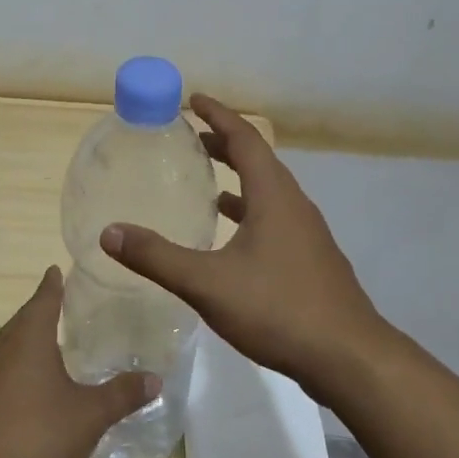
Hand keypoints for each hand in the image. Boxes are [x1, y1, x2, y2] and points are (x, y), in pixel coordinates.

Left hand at [0, 267, 158, 457]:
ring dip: (28, 337)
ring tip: (49, 338)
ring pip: (11, 344)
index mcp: (29, 339)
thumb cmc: (38, 436)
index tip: (57, 270)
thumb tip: (155, 378)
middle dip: (41, 309)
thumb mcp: (90, 415)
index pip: (43, 299)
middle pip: (23, 319)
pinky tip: (32, 381)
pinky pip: (3, 368)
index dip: (52, 285)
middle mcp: (4, 349)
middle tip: (61, 301)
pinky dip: (19, 363)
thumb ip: (122, 394)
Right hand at [100, 94, 389, 398]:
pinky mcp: (309, 258)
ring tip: (206, 180)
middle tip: (190, 137)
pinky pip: (274, 216)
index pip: (245, 138)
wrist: (349, 358)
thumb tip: (109, 233)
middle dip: (224, 143)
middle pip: (258, 159)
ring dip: (237, 176)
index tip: (194, 100)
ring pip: (268, 190)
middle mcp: (293, 204)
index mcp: (274, 195)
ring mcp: (306, 232)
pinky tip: (230, 234)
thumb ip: (157, 257)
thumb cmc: (279, 308)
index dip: (218, 115)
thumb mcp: (208, 283)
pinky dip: (248, 210)